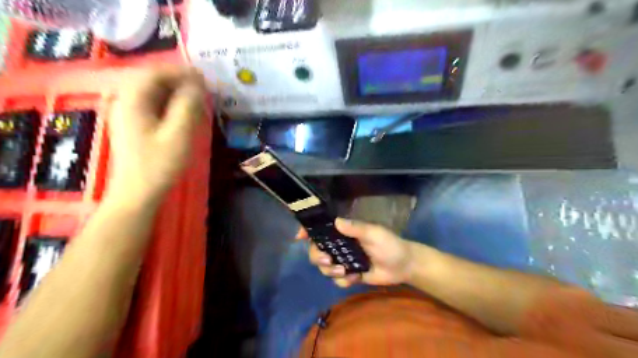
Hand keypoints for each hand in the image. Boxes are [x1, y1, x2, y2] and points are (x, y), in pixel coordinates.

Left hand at [107, 66, 205, 198]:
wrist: (138, 193)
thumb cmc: (159, 164)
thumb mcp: (179, 134)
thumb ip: (188, 106)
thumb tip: (198, 84)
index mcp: (133, 100)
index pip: (156, 72)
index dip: (181, 71)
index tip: (204, 78)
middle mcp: (126, 102)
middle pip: (153, 81)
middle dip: (179, 82)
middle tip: (203, 90)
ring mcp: (128, 114)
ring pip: (153, 93)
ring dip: (176, 93)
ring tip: (197, 102)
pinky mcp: (134, 126)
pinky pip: (153, 106)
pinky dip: (170, 105)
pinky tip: (183, 116)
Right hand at [303, 218, 416, 287]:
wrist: (403, 266)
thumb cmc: (390, 244)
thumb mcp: (374, 233)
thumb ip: (356, 228)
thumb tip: (336, 222)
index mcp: (344, 232)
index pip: (321, 229)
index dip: (307, 231)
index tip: (298, 237)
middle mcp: (340, 245)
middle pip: (316, 250)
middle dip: (318, 256)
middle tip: (329, 260)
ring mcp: (343, 261)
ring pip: (324, 267)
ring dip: (330, 270)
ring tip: (344, 271)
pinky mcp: (349, 275)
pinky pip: (336, 281)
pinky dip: (343, 281)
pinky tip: (355, 278)